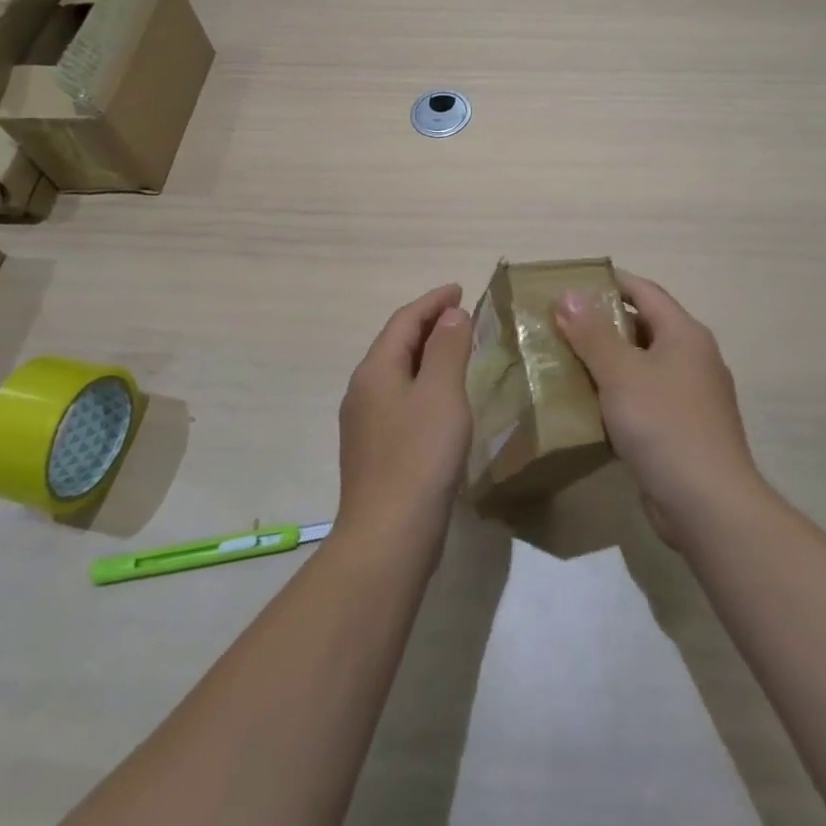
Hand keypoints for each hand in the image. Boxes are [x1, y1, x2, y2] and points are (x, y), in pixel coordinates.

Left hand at [335, 284, 473, 554]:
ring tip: (457, 350)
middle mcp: (363, 390)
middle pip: (396, 343)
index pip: (404, 320)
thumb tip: (451, 314)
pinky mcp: (375, 449)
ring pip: (398, 372)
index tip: (460, 289)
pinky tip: (442, 399)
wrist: (388, 536)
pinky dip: (423, 384)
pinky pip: (400, 399)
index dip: (433, 301)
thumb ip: (448, 348)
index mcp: (375, 370)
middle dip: (428, 324)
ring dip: (426, 355)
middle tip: (462, 315)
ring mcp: (365, 422)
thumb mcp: (442, 394)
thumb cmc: (419, 456)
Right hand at [554, 271, 760, 543]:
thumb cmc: (664, 425)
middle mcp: (693, 358)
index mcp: (685, 334)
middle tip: (558, 324)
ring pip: (642, 366)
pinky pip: (644, 399)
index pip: (645, 291)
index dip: (609, 282)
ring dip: (606, 362)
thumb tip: (568, 294)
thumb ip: (592, 333)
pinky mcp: (682, 429)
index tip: (571, 283)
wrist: (708, 504)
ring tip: (563, 361)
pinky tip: (586, 405)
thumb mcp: (621, 373)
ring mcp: (691, 396)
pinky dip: (617, 395)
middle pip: (643, 327)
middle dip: (601, 324)